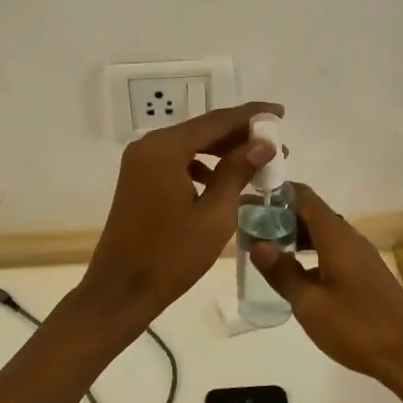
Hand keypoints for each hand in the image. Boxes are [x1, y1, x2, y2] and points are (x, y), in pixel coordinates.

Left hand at [77, 101, 282, 321]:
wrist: (121, 290)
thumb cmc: (171, 256)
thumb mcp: (214, 215)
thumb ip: (238, 172)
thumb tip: (264, 144)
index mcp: (165, 148)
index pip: (217, 121)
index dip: (252, 116)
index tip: (281, 112)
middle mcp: (149, 145)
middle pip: (203, 130)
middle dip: (240, 136)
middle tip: (277, 146)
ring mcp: (141, 162)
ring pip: (191, 145)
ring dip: (223, 152)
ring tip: (258, 165)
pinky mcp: (139, 179)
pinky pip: (178, 161)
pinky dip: (202, 165)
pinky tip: (223, 181)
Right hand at [250, 183, 402, 383]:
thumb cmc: (357, 326)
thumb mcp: (309, 303)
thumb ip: (282, 272)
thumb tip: (257, 244)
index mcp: (336, 236)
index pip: (303, 197)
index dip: (275, 193)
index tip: (249, 201)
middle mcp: (349, 238)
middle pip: (311, 213)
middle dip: (280, 217)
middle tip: (248, 228)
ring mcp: (361, 257)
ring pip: (322, 234)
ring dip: (295, 236)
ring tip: (265, 249)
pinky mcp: (366, 275)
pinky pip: (332, 251)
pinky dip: (310, 253)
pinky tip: (295, 273)